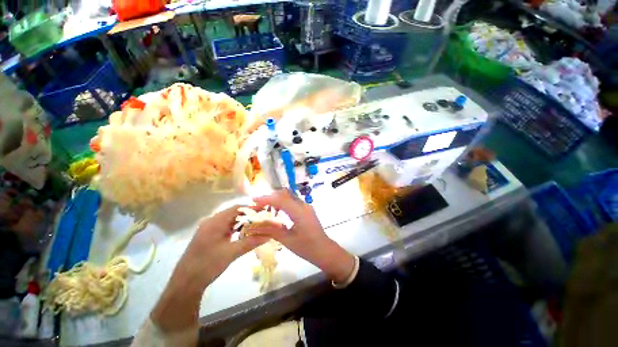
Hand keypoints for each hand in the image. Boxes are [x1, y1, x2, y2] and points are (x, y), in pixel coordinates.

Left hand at [182, 205, 269, 285]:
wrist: (185, 283)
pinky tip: (244, 233)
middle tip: (263, 218)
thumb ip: (250, 242)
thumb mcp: (231, 253)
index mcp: (215, 222)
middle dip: (249, 215)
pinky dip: (236, 228)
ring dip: (243, 222)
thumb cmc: (207, 265)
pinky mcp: (209, 235)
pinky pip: (225, 227)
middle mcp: (211, 221)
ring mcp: (209, 228)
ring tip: (257, 225)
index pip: (237, 208)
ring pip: (230, 220)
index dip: (251, 207)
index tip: (264, 210)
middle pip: (234, 213)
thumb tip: (268, 235)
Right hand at [250, 190, 355, 282]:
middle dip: (270, 197)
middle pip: (285, 194)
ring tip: (265, 207)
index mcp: (299, 212)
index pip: (281, 200)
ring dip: (276, 199)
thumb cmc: (307, 247)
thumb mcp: (287, 240)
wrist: (324, 250)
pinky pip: (293, 201)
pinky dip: (283, 203)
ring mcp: (306, 206)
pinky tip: (277, 211)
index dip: (266, 198)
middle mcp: (303, 205)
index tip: (253, 200)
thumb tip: (254, 227)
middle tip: (258, 205)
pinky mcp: (306, 209)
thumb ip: (271, 231)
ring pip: (289, 196)